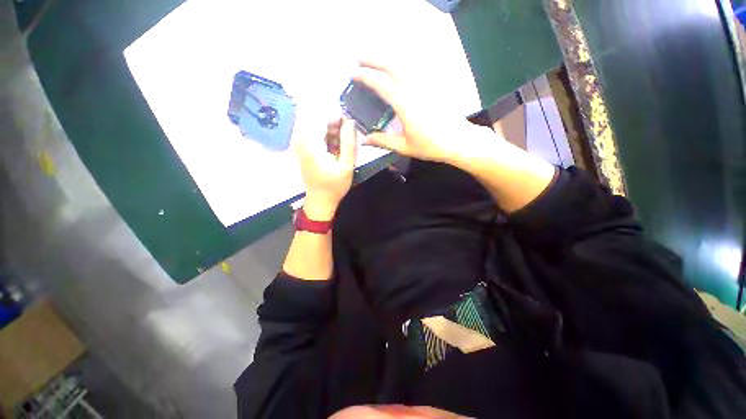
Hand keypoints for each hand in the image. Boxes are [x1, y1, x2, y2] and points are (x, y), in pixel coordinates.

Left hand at [295, 118, 356, 220]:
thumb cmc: (334, 186)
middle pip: (320, 122)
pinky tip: (337, 150)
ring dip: (334, 134)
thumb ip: (349, 143)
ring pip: (319, 129)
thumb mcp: (347, 166)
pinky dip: (328, 140)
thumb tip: (350, 122)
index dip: (338, 118)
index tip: (351, 126)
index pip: (323, 118)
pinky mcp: (303, 150)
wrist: (320, 201)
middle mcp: (302, 141)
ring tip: (345, 147)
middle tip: (350, 137)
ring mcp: (301, 145)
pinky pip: (316, 137)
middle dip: (337, 127)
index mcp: (311, 145)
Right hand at [353, 61, 490, 164]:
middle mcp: (415, 87)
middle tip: (360, 59)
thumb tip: (364, 140)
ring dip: (388, 54)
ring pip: (406, 58)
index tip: (354, 74)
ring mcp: (427, 81)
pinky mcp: (436, 81)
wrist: (458, 140)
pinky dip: (411, 53)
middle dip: (373, 58)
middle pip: (392, 64)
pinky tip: (400, 57)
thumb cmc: (430, 145)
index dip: (365, 77)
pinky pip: (423, 60)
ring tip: (377, 56)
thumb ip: (383, 141)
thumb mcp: (404, 146)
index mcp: (405, 104)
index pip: (381, 84)